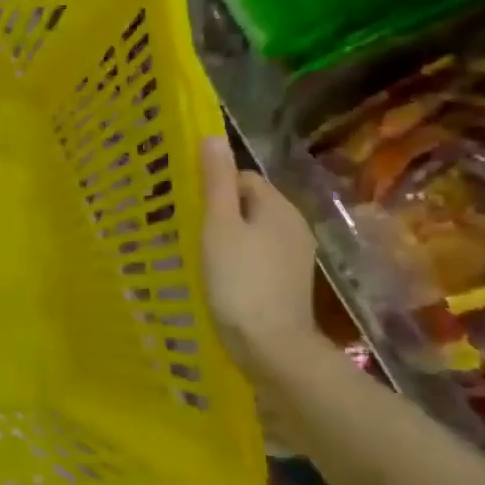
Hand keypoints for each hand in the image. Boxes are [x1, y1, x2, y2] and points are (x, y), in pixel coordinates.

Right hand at [199, 135, 321, 381]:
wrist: (272, 347)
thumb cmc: (239, 281)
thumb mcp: (219, 226)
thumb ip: (216, 182)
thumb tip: (213, 138)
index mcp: (278, 207)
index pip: (243, 179)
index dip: (213, 189)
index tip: (188, 209)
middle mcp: (294, 225)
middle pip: (250, 204)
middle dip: (220, 214)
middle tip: (190, 233)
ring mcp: (296, 256)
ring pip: (254, 232)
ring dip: (229, 239)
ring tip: (201, 257)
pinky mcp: (290, 282)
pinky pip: (260, 256)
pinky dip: (240, 261)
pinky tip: (222, 278)